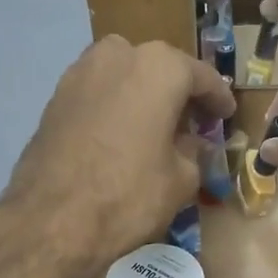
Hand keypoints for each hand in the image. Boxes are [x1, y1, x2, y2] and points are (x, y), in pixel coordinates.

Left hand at [0, 36, 234, 277]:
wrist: (51, 221)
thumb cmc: (128, 195)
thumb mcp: (181, 180)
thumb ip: (194, 152)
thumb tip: (191, 144)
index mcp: (158, 68)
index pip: (201, 77)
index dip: (218, 99)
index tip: (226, 115)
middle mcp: (118, 56)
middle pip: (159, 70)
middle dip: (177, 93)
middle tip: (191, 122)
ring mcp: (79, 73)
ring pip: (124, 78)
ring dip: (142, 97)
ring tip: (155, 129)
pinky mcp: (54, 99)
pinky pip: (98, 96)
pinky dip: (114, 109)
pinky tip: (122, 137)